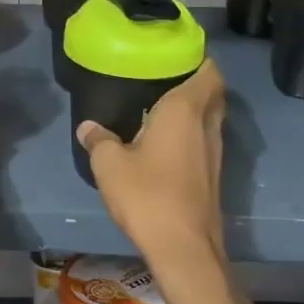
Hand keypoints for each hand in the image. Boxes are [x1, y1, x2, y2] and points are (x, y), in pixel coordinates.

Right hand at [77, 60, 226, 272]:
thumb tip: (88, 127)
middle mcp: (207, 126)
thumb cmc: (147, 195)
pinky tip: (165, 142)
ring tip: (160, 106)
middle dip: (195, 82)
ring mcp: (215, 152)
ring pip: (210, 118)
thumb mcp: (109, 165)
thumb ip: (99, 140)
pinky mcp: (214, 176)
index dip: (198, 59)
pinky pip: (205, 140)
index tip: (174, 54)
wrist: (184, 248)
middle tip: (163, 78)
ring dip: (194, 109)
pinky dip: (192, 133)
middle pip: (212, 93)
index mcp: (184, 111)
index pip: (208, 72)